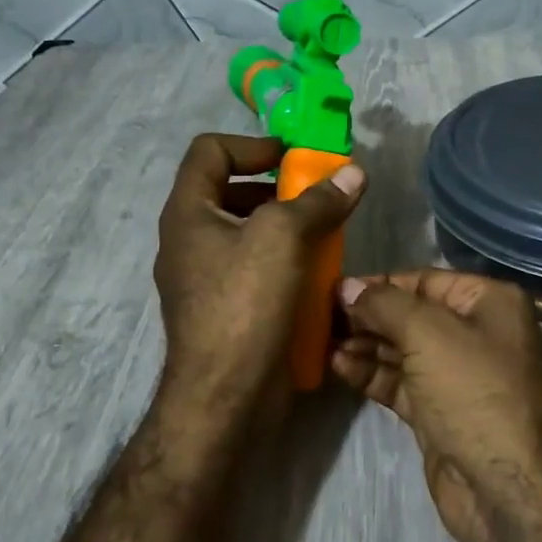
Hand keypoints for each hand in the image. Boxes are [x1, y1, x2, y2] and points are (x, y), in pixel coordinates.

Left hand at [154, 134, 364, 424]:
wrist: (226, 398)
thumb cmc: (244, 304)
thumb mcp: (283, 237)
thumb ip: (318, 200)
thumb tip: (353, 173)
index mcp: (188, 213)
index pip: (209, 151)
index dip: (251, 144)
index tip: (293, 158)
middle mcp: (190, 240)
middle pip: (229, 190)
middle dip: (276, 187)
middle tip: (316, 196)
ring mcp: (205, 279)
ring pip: (246, 232)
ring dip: (286, 226)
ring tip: (324, 234)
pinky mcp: (226, 310)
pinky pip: (255, 269)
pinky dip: (284, 262)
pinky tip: (315, 274)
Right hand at [333, 271, 541, 541]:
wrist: (504, 491)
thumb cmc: (473, 393)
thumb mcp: (428, 335)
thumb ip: (384, 305)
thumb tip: (348, 287)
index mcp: (489, 302)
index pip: (425, 281)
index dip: (380, 284)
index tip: (335, 289)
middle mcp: (477, 332)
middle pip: (411, 314)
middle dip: (368, 316)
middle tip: (321, 316)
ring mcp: (458, 374)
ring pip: (402, 349)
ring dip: (364, 344)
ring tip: (322, 341)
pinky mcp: (439, 410)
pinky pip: (400, 381)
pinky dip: (371, 372)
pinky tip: (338, 365)